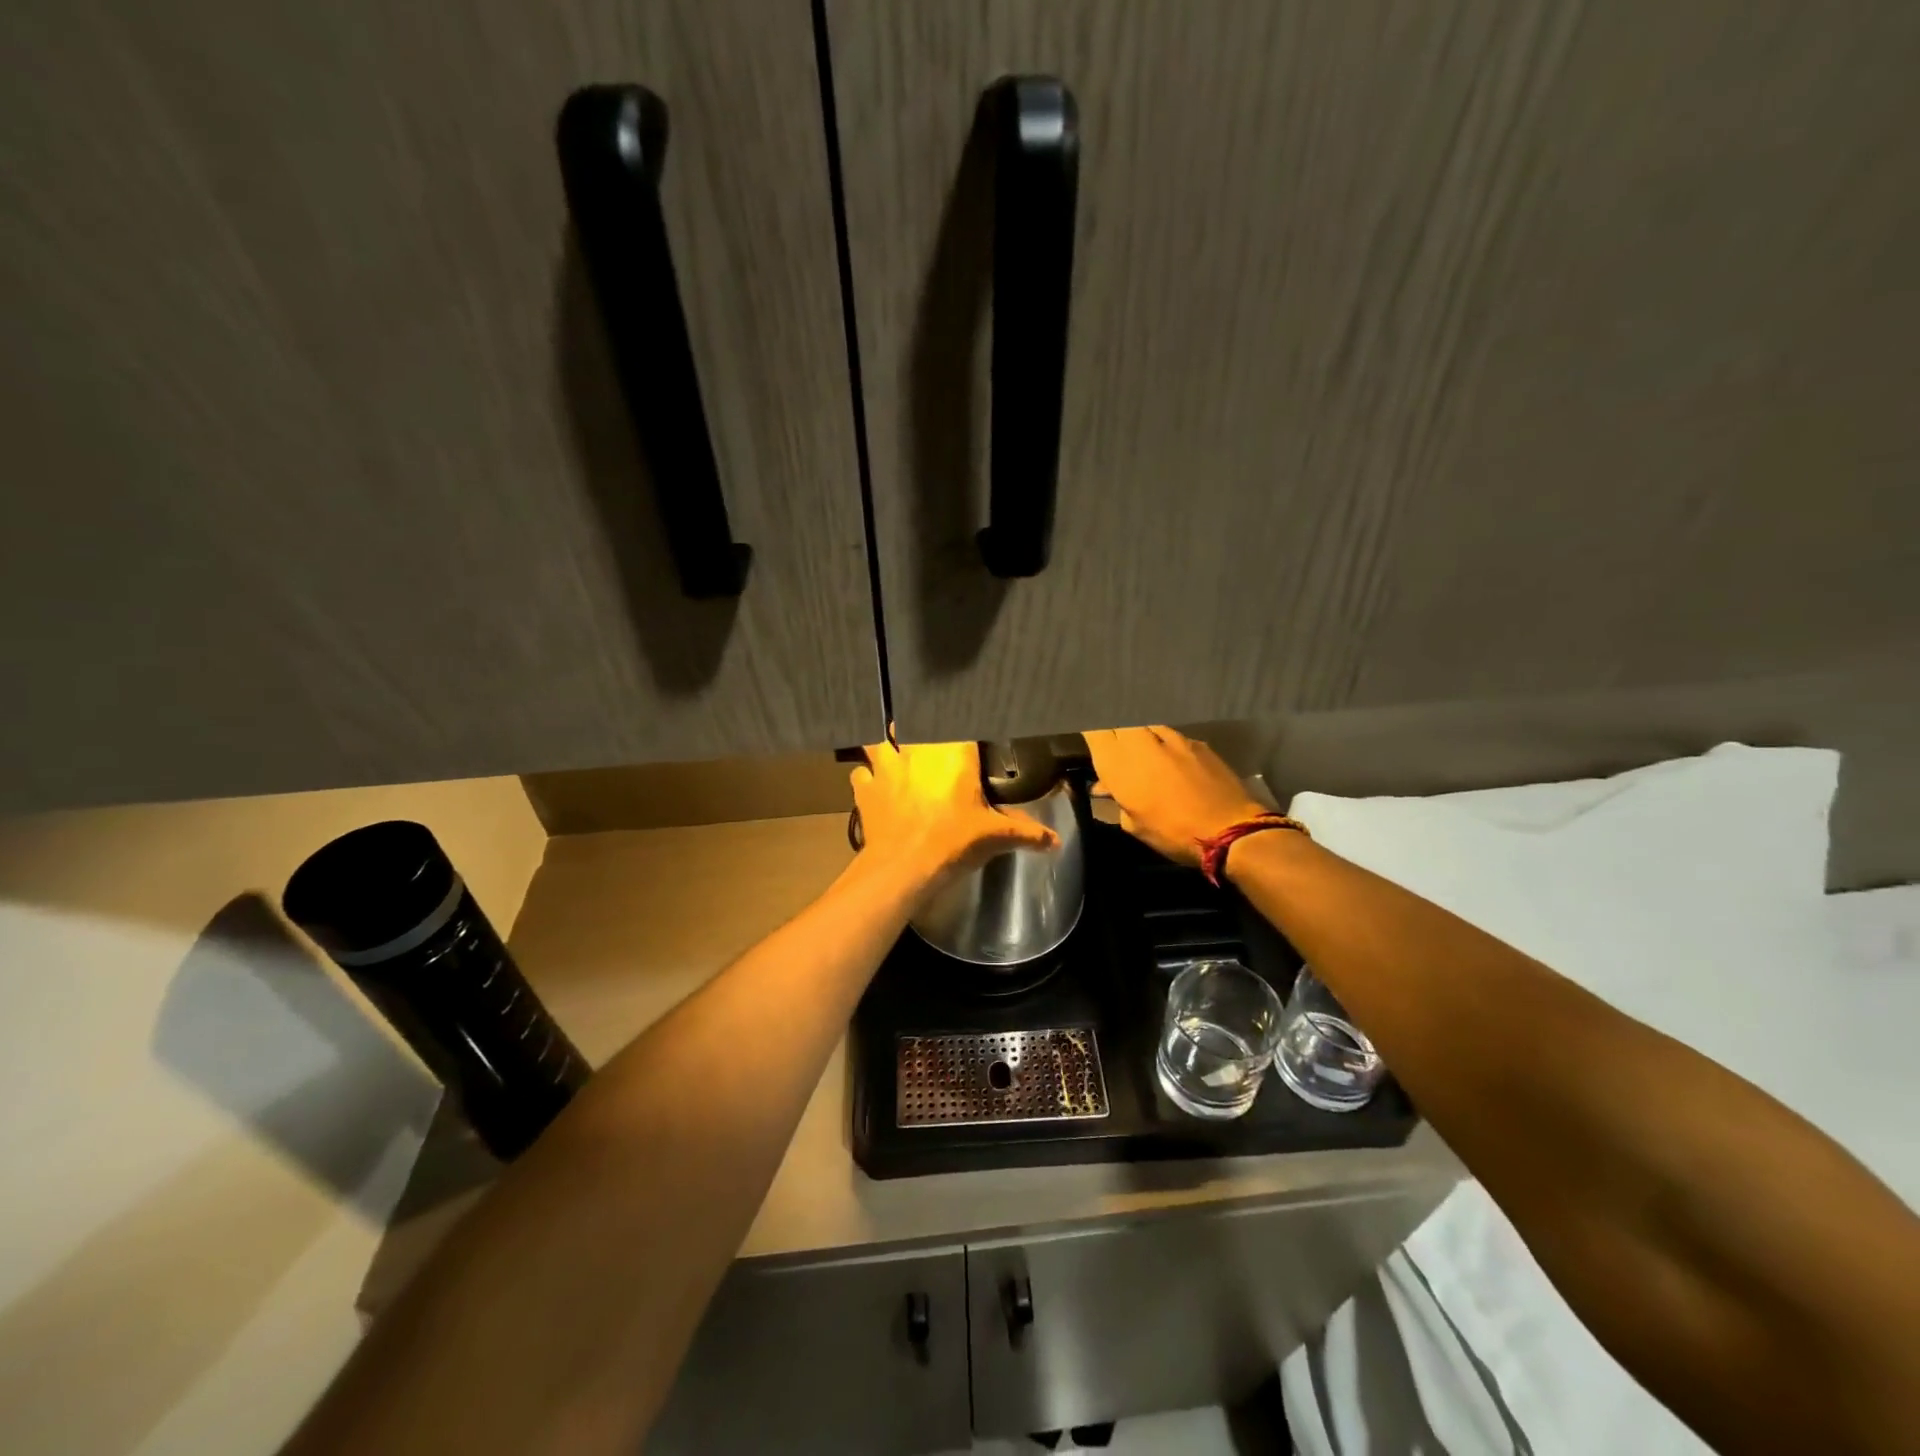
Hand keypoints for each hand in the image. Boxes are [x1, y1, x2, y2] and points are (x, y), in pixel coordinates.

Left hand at [851, 739, 1058, 892]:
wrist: (903, 867)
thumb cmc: (953, 843)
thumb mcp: (995, 837)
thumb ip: (1027, 833)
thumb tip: (1056, 841)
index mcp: (953, 755)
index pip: (959, 723)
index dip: (960, 723)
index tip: (962, 728)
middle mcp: (918, 752)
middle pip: (913, 724)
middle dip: (918, 728)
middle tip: (926, 738)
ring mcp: (888, 767)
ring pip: (879, 741)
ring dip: (885, 745)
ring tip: (892, 751)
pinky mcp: (866, 788)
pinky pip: (861, 773)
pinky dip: (865, 776)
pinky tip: (871, 784)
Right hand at [1085, 726, 1268, 868]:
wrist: (1229, 829)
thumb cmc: (1171, 832)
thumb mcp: (1134, 825)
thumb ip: (1117, 800)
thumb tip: (1107, 787)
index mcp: (1118, 762)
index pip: (1094, 730)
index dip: (1091, 734)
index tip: (1091, 745)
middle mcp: (1140, 741)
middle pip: (1119, 722)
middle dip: (1114, 732)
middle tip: (1116, 751)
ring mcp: (1171, 737)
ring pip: (1145, 726)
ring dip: (1140, 738)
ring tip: (1144, 756)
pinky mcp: (1196, 741)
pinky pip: (1171, 736)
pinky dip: (1165, 745)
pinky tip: (1172, 762)